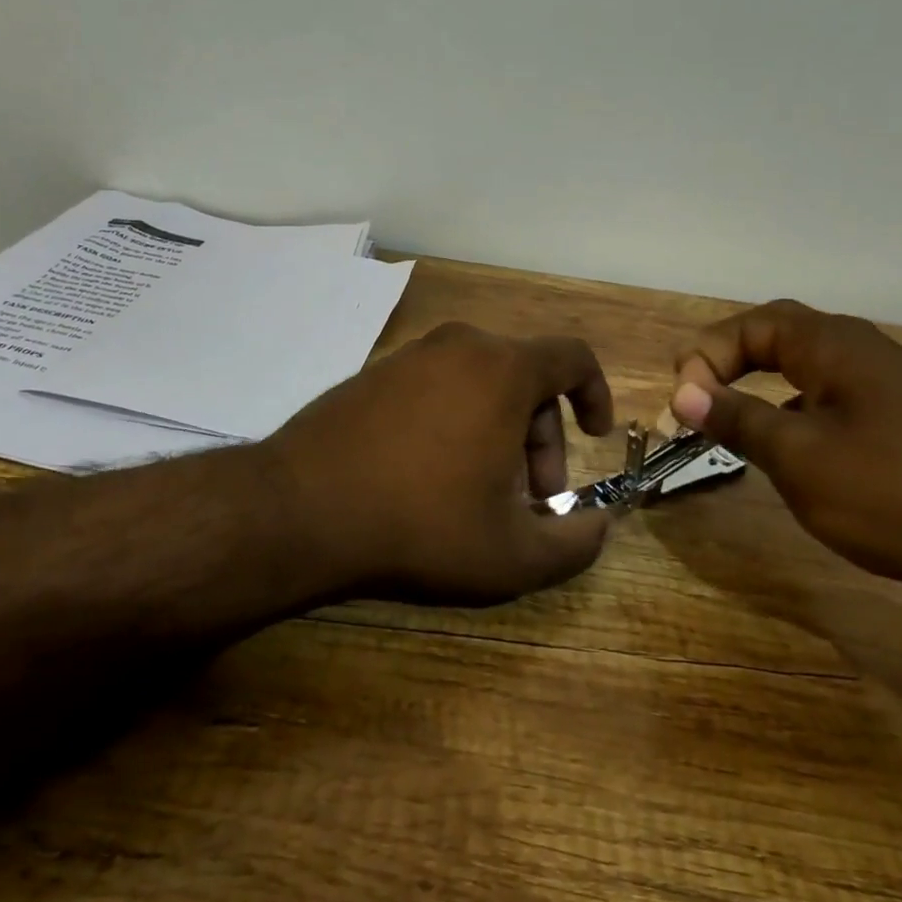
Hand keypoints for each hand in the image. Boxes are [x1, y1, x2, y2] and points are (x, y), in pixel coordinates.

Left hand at [263, 322, 618, 604]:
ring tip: (482, 492)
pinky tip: (433, 476)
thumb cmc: (421, 525)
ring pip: (479, 384)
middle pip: (525, 378)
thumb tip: (600, 525)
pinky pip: (436, 388)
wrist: (300, 510)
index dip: (595, 393)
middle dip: (542, 436)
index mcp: (502, 369)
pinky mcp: (372, 375)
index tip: (596, 435)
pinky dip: (456, 422)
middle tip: (533, 495)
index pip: (572, 357)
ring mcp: (409, 357)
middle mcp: (458, 346)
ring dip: (499, 431)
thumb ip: (576, 543)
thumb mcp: (513, 555)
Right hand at [669, 301, 901, 635]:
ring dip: (759, 395)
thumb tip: (684, 392)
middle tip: (695, 403)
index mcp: (835, 347)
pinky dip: (794, 423)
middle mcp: (861, 357)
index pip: (752, 325)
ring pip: (805, 377)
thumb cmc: (897, 491)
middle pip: (778, 340)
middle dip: (728, 365)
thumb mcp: (801, 457)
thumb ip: (738, 420)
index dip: (707, 355)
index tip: (684, 403)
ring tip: (729, 431)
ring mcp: (887, 395)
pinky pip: (832, 410)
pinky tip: (787, 460)